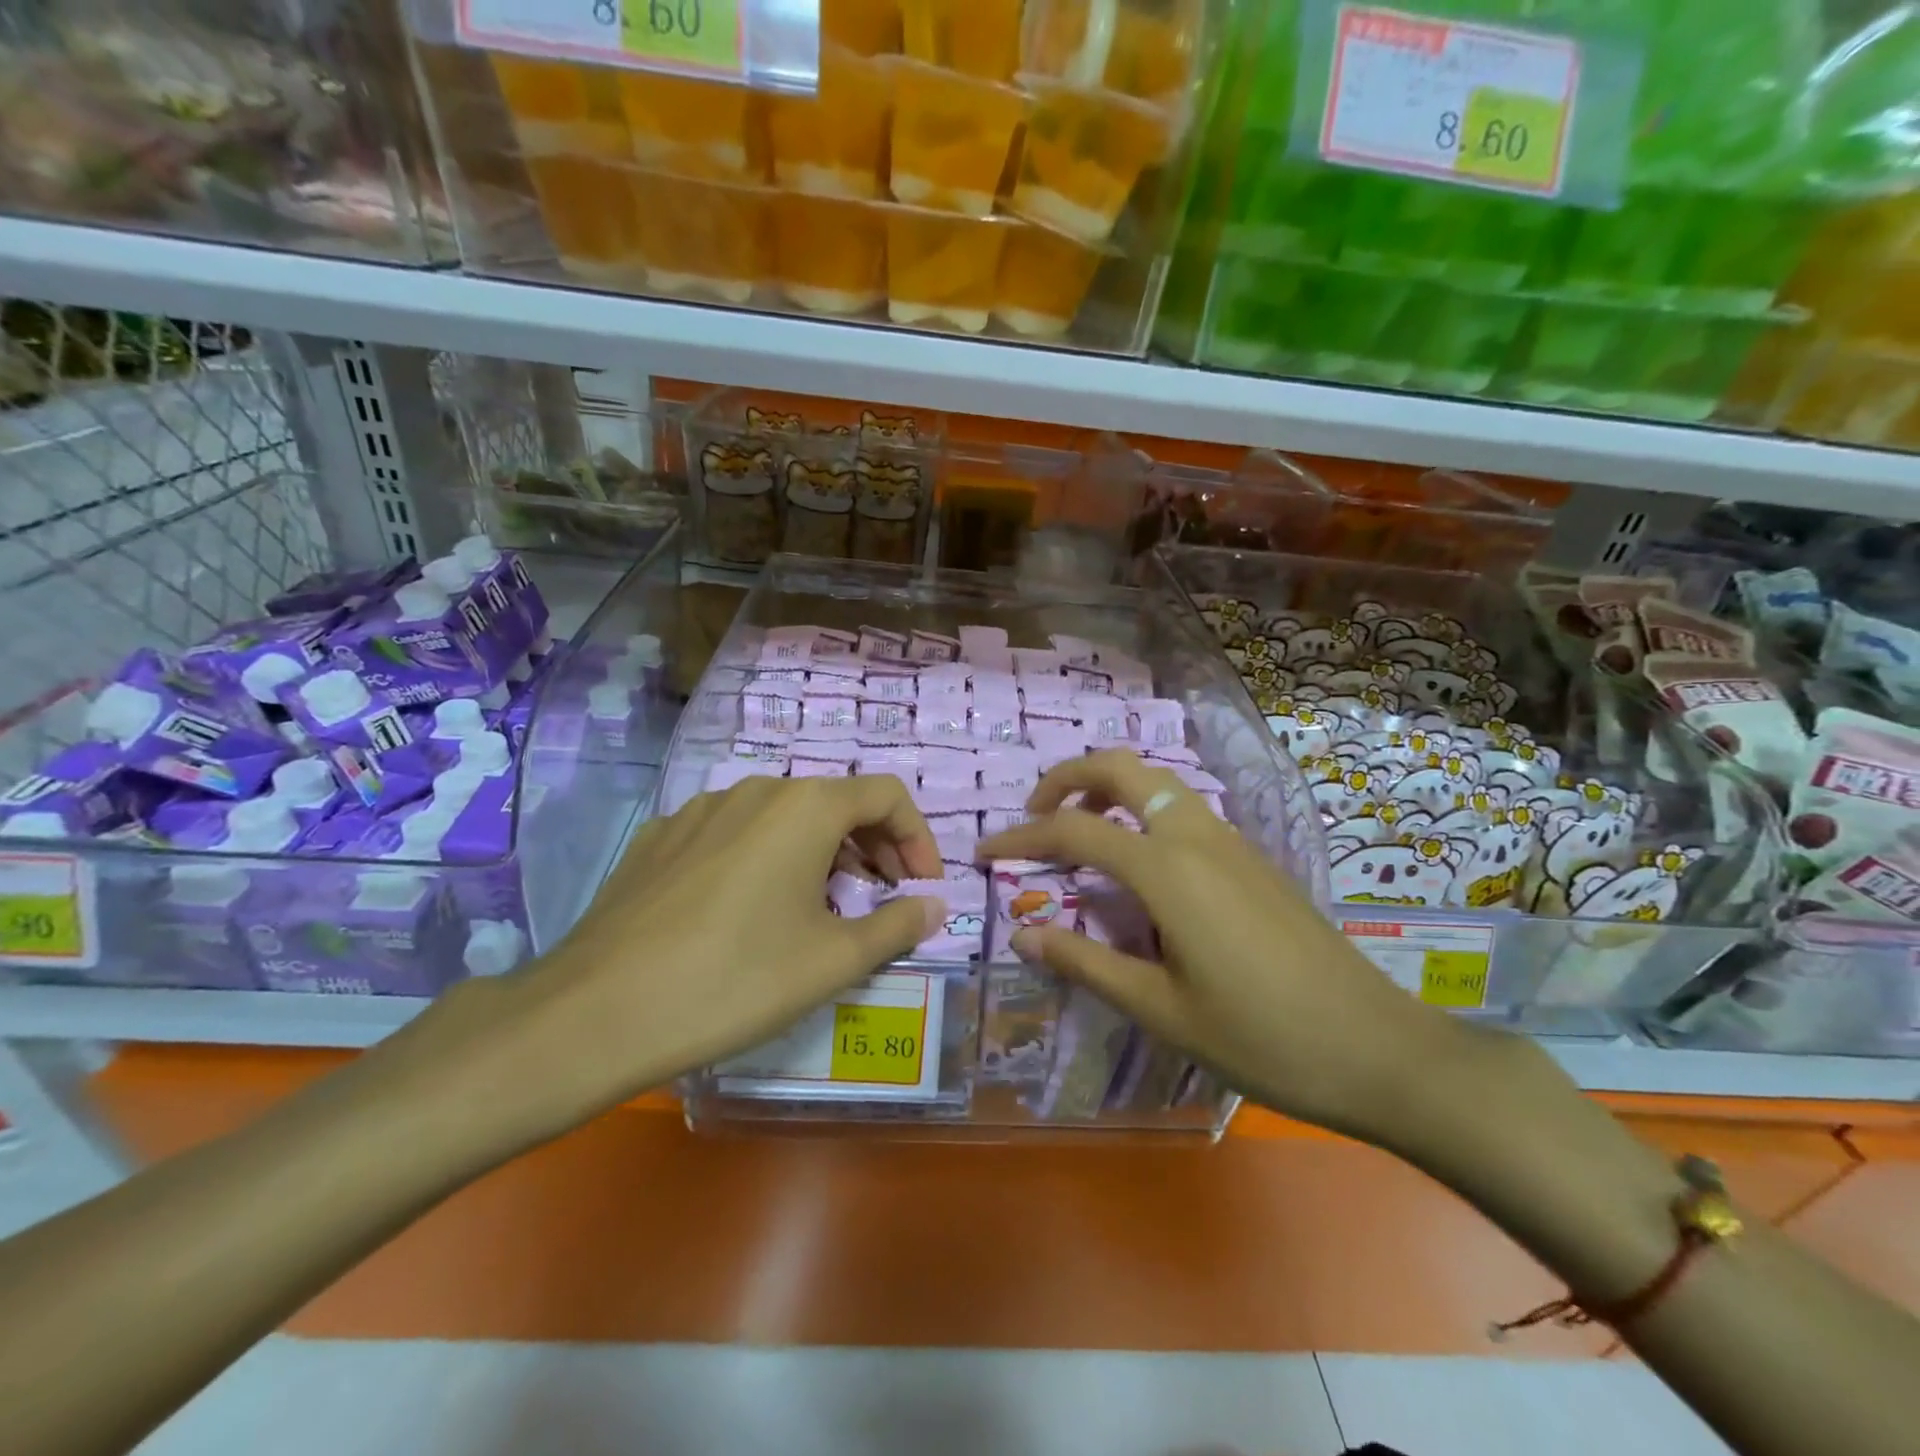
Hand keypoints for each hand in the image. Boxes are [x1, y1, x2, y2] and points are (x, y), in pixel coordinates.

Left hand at [392, 775, 944, 1152]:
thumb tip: (935, 906)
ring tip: (822, 907)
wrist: (596, 1012)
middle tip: (884, 898)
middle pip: (836, 801)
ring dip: (821, 852)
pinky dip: (766, 858)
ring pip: (784, 817)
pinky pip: (734, 834)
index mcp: (805, 807)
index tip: (923, 889)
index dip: (918, 838)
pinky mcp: (662, 838)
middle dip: (874, 846)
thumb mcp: (833, 961)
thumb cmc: (736, 980)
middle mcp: (755, 790)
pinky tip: (749, 910)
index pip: (887, 795)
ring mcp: (700, 810)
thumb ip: (897, 925)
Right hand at [977, 750, 1458, 1139]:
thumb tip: (1023, 933)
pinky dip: (1141, 810)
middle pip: (1122, 768)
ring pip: (1157, 781)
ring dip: (1107, 788)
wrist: (1379, 1049)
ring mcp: (1231, 840)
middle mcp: (1197, 836)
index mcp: (1168, 870)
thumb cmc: (1263, 1038)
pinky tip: (1135, 861)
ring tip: (1077, 830)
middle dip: (1067, 778)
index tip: (986, 851)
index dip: (1022, 836)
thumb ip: (1086, 962)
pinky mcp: (1251, 857)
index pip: (1075, 829)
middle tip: (1034, 815)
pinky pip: (1182, 808)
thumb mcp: (1161, 1010)